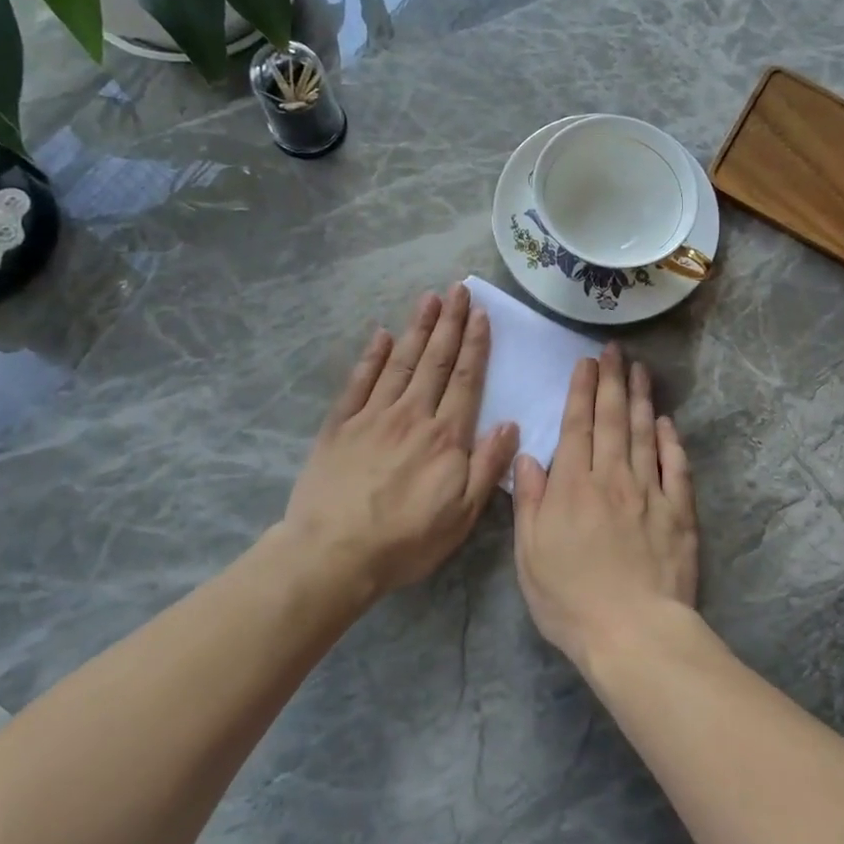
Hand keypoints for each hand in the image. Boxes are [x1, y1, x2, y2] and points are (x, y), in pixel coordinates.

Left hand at [281, 287, 519, 596]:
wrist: (333, 554)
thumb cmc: (405, 540)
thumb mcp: (462, 515)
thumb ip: (487, 466)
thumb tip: (510, 424)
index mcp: (445, 437)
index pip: (465, 380)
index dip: (474, 345)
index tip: (480, 314)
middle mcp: (411, 415)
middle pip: (434, 361)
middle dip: (449, 323)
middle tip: (458, 289)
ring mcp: (372, 416)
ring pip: (401, 362)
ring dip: (417, 328)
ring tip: (429, 298)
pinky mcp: (340, 425)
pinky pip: (359, 381)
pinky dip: (372, 356)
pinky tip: (381, 334)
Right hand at [512, 346, 698, 670]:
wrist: (633, 632)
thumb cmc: (571, 599)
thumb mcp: (530, 556)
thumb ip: (530, 502)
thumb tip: (529, 457)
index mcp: (573, 486)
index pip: (577, 426)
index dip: (582, 391)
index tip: (586, 363)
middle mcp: (612, 478)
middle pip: (613, 420)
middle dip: (612, 381)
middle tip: (615, 351)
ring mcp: (650, 492)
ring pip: (645, 434)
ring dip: (641, 399)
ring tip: (640, 370)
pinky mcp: (679, 511)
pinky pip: (676, 467)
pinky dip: (671, 441)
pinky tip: (668, 422)